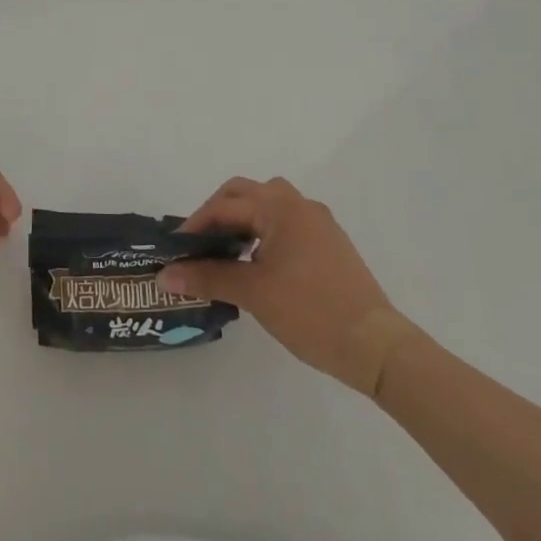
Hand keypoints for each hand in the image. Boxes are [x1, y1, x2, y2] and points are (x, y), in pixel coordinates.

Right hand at [158, 176, 412, 390]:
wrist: (376, 346)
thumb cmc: (311, 311)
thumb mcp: (253, 293)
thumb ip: (207, 277)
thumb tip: (164, 275)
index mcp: (281, 206)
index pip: (225, 205)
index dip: (195, 225)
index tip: (176, 250)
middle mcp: (300, 205)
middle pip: (245, 194)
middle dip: (217, 214)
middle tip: (197, 244)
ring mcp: (318, 224)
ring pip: (267, 208)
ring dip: (241, 222)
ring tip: (222, 254)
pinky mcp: (329, 245)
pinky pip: (284, 225)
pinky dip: (261, 235)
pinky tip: (254, 265)